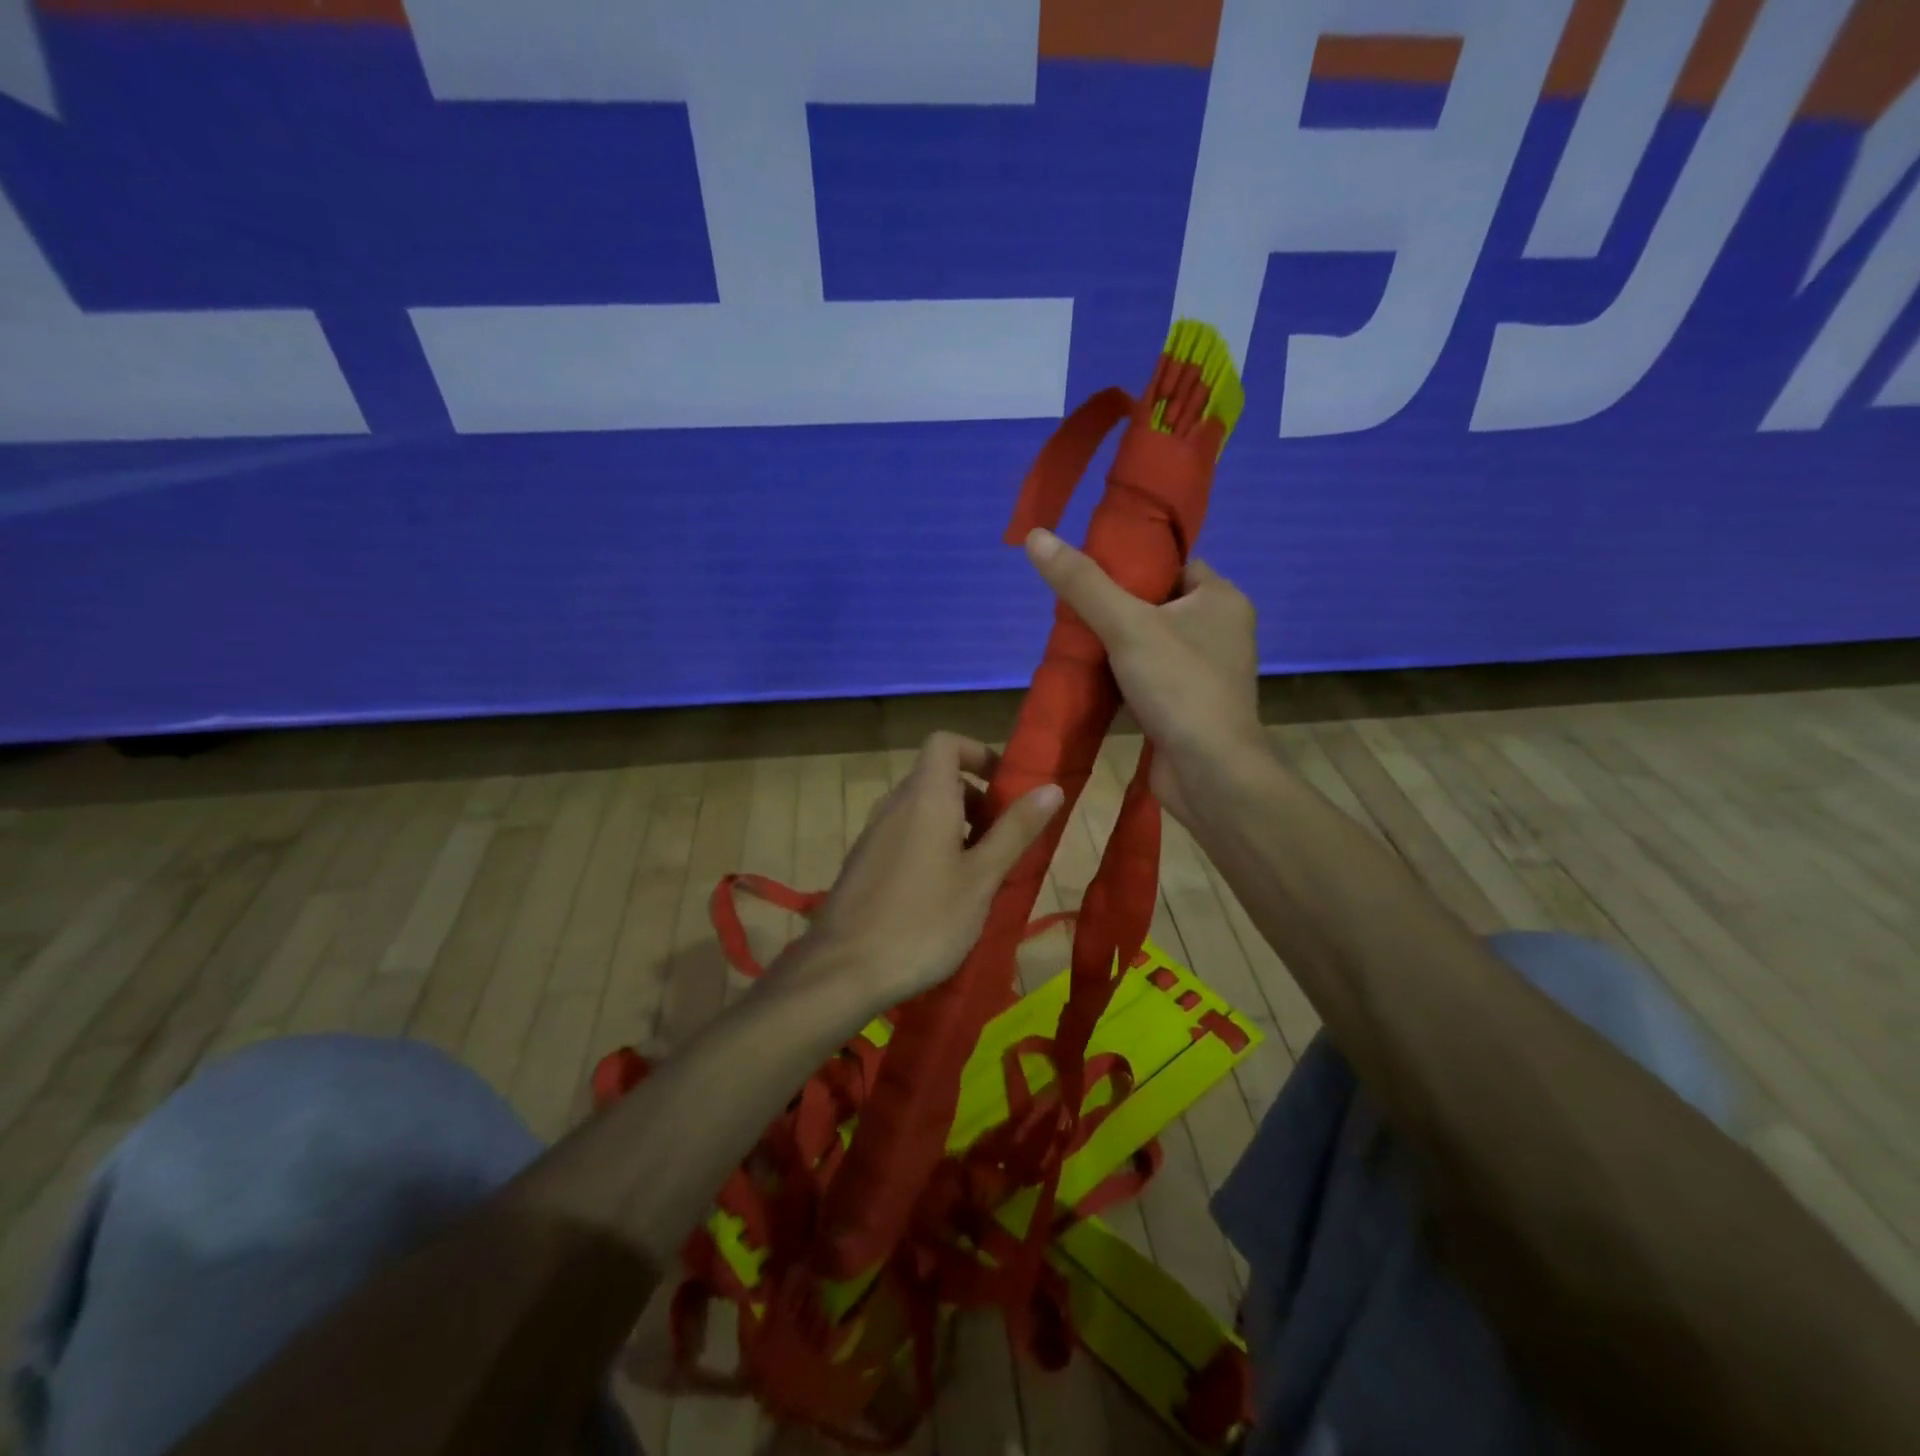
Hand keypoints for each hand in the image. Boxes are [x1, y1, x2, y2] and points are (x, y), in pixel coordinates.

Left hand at [794, 733, 1063, 1011]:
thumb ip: (1016, 830)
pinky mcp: (863, 862)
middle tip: (1001, 842)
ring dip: (955, 827)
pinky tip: (943, 895)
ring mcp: (873, 834)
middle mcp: (894, 804)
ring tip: (978, 874)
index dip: (978, 753)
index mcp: (925, 797)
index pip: (945, 743)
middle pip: (937, 778)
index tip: (1005, 788)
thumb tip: (1051, 787)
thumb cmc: (924, 921)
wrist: (843, 970)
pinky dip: (930, 846)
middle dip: (975, 800)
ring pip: (921, 810)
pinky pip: (904, 835)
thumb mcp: (982, 878)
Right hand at [1024, 527, 1264, 827]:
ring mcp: (1206, 671)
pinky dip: (1123, 677)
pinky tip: (1091, 679)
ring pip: (1151, 644)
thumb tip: (1036, 536)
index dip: (1133, 564)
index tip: (1090, 573)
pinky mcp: (1189, 705)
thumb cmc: (1178, 687)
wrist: (1209, 772)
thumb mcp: (1126, 625)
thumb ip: (1082, 583)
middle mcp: (1220, 631)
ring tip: (1074, 641)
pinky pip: (1151, 677)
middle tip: (1073, 611)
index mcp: (1221, 599)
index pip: (1174, 564)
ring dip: (1116, 646)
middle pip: (1158, 604)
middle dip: (1116, 608)